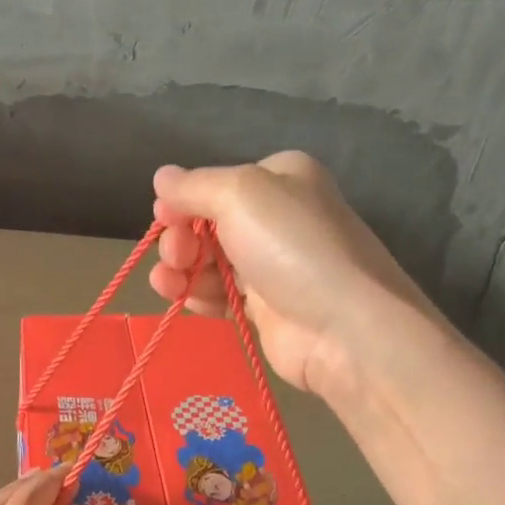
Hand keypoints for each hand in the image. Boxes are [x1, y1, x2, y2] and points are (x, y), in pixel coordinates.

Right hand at [149, 152, 436, 392]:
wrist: (344, 327)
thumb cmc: (292, 247)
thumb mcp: (240, 195)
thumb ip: (194, 186)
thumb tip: (161, 176)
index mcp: (280, 179)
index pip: (218, 184)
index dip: (184, 201)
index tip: (162, 218)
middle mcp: (278, 218)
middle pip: (210, 224)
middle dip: (181, 238)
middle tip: (175, 256)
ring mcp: (273, 266)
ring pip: (211, 263)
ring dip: (182, 270)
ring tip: (168, 284)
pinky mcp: (268, 309)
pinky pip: (222, 296)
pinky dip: (200, 296)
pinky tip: (185, 300)